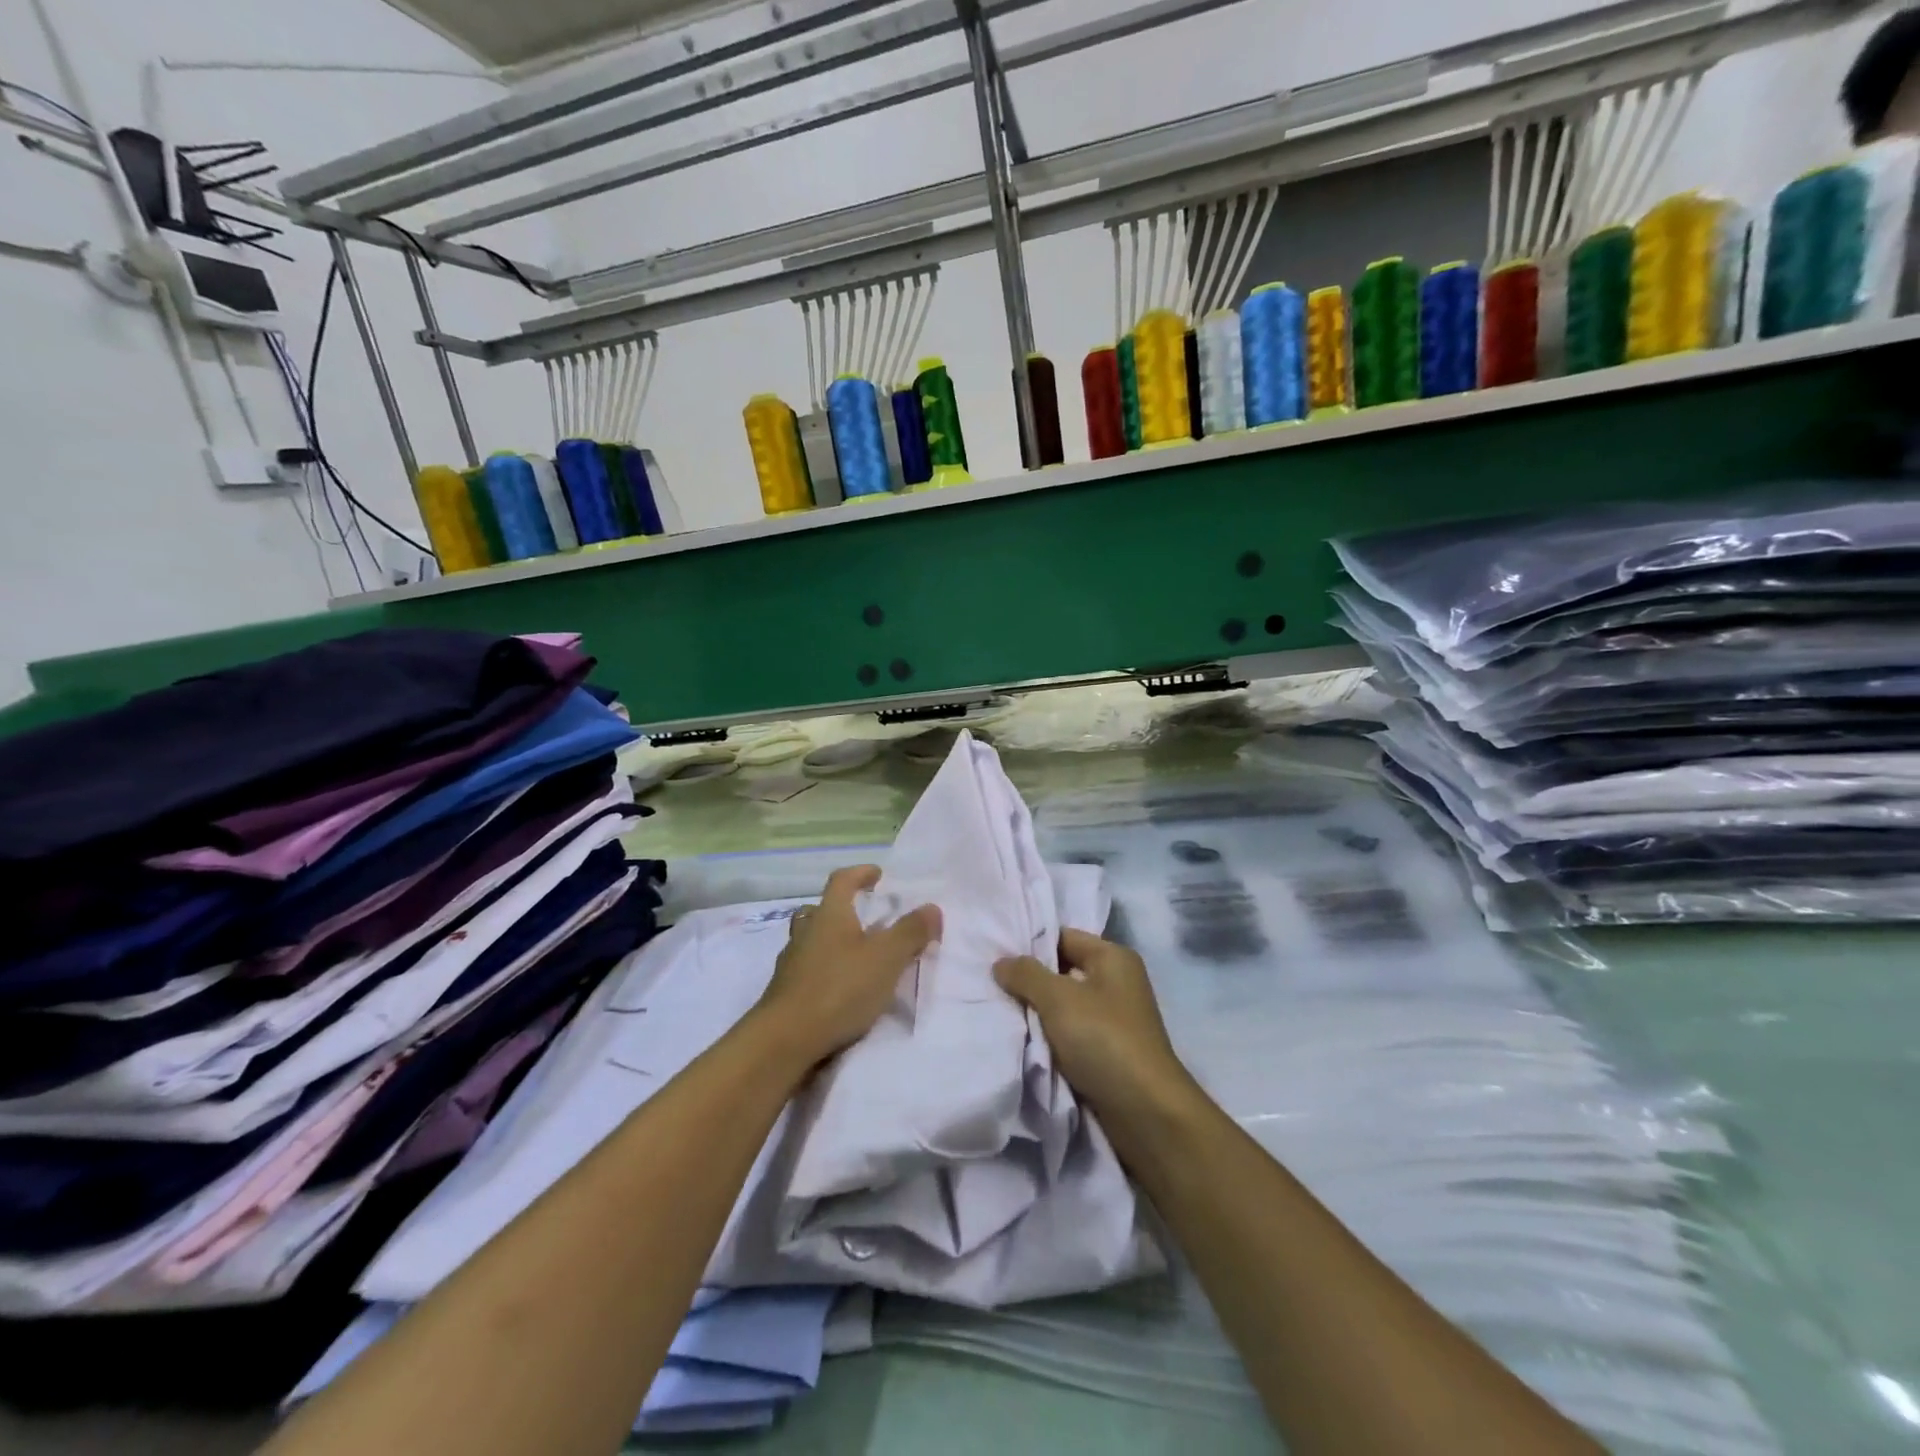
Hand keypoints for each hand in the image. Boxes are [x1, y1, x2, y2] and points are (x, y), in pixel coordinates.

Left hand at [754, 865, 940, 1065]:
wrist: (784, 1041)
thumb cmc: (839, 989)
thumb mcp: (886, 959)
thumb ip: (911, 932)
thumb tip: (932, 907)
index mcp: (829, 915)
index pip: (842, 880)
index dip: (860, 873)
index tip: (877, 874)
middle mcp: (806, 932)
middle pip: (821, 909)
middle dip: (842, 909)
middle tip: (864, 917)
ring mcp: (791, 964)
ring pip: (811, 940)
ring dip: (831, 941)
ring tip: (855, 956)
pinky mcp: (785, 993)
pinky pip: (807, 969)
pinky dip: (824, 970)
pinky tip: (839, 988)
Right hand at [995, 928, 1195, 1118]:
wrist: (1146, 1112)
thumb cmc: (1104, 1040)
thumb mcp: (1058, 999)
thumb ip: (1026, 975)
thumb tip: (1001, 963)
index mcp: (1113, 957)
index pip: (1063, 937)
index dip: (1029, 944)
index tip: (994, 954)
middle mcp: (1116, 982)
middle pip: (1062, 970)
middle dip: (1029, 980)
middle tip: (990, 984)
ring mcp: (1114, 1018)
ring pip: (1064, 1005)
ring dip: (1037, 1012)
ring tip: (1000, 1011)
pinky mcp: (1109, 1051)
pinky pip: (1071, 1033)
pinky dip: (1050, 1036)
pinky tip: (1023, 1040)